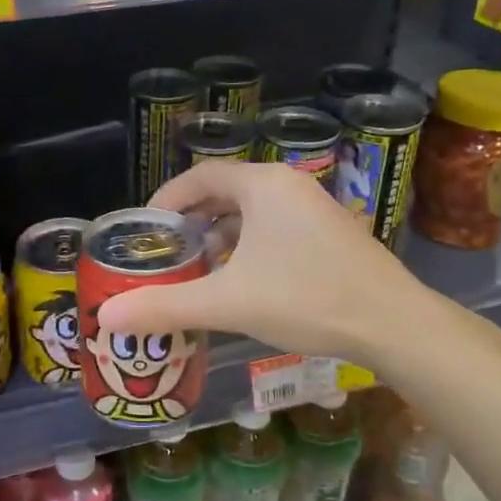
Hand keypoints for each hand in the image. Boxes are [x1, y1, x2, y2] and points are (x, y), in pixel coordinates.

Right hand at [96, 162, 421, 368]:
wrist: (394, 324)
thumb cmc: (306, 299)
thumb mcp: (228, 303)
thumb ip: (165, 306)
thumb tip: (107, 318)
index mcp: (263, 185)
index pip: (200, 176)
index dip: (166, 199)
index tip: (146, 231)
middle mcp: (289, 185)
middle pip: (225, 191)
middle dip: (192, 220)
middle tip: (167, 252)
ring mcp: (315, 207)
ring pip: (252, 212)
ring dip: (221, 235)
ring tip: (198, 268)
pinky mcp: (331, 231)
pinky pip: (276, 226)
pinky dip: (249, 245)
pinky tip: (243, 280)